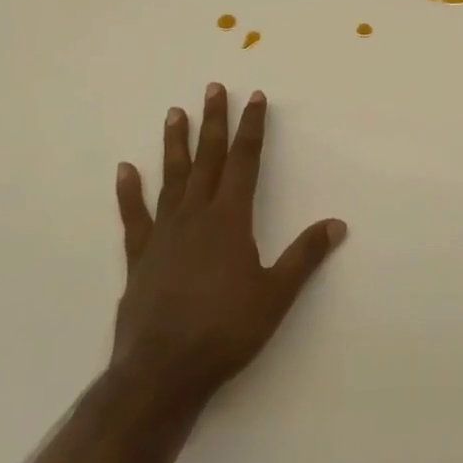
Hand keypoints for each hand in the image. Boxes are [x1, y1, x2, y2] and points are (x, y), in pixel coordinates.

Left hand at [111, 83, 346, 410]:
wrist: (162, 374)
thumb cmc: (225, 332)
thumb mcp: (276, 296)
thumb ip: (304, 256)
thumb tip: (337, 224)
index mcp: (230, 218)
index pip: (245, 160)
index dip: (252, 127)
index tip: (255, 97)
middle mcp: (196, 215)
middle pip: (208, 158)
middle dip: (214, 121)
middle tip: (213, 88)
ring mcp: (164, 233)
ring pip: (172, 177)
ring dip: (176, 144)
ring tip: (175, 113)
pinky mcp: (140, 256)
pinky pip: (135, 216)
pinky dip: (129, 192)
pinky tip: (125, 170)